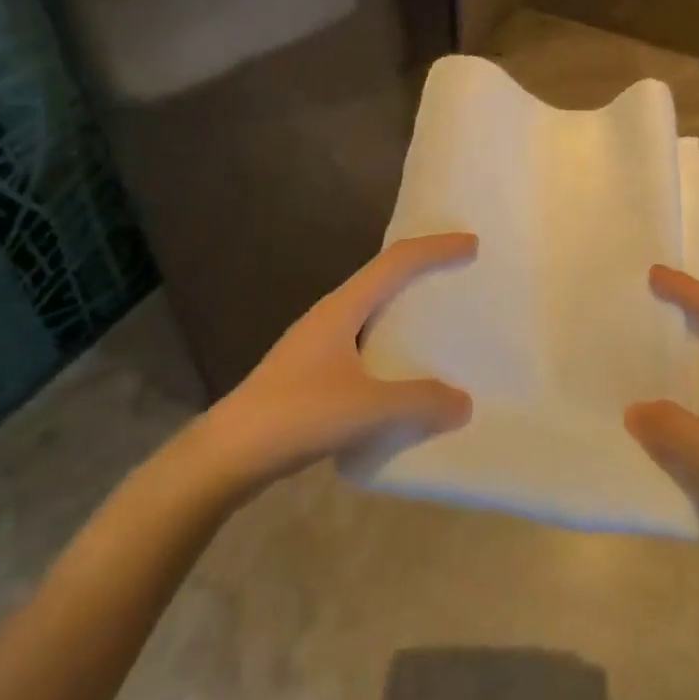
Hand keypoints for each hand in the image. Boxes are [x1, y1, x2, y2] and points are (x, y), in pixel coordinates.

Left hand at [190, 233, 477, 505]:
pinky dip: (393, 344)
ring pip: (373, 311)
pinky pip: (365, 342)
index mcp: (343, 308)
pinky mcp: (313, 372)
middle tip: (461, 276)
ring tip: (441, 322)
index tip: (472, 244)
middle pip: (384, 277)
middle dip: (424, 270)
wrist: (226, 455)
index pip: (396, 262)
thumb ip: (418, 402)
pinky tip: (404, 373)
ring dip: (407, 308)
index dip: (436, 248)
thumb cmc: (296, 415)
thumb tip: (463, 402)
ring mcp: (319, 343)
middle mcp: (331, 315)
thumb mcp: (366, 409)